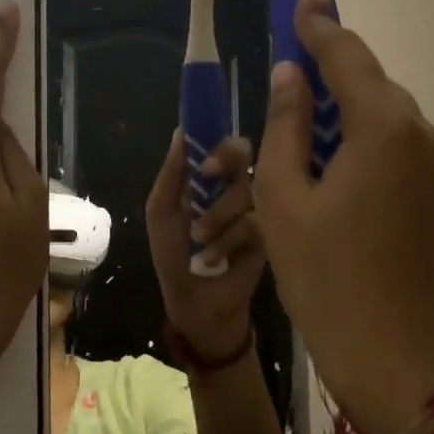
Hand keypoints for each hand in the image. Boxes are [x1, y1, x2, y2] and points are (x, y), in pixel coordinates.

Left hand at [146, 132, 264, 362]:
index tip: (204, 161)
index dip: (215, 142)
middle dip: (226, 162)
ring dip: (217, 214)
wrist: (196, 302)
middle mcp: (235, 185)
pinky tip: (215, 257)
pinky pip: (256, 220)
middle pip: (244, 153)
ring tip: (200, 239)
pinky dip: (230, 237)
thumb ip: (171, 174)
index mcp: (208, 177)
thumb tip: (180, 132)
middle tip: (210, 176)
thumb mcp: (162, 213)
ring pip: (246, 188)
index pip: (220, 143)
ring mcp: (257, 207)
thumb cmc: (174, 256)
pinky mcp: (271, 232)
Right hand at [254, 0, 433, 433]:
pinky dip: (368, 146)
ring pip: (388, 120)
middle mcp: (423, 136)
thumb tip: (290, 76)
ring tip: (307, 131)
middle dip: (332, 71)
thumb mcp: (284, 197)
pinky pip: (401, 152)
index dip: (318, 24)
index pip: (347, 55)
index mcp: (383, 127)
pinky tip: (339, 175)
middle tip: (292, 68)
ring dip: (348, 114)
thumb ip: (287, 126)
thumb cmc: (325, 275)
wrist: (393, 355)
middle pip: (372, 85)